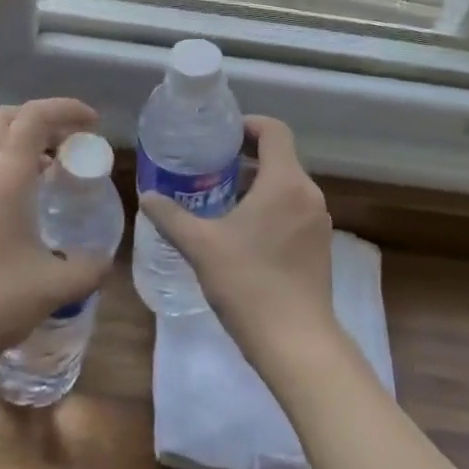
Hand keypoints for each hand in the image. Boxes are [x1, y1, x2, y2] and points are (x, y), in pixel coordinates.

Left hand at [0, 98, 109, 376]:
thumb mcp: (52, 289)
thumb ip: (87, 269)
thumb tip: (103, 261)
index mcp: (3, 177)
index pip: (34, 117)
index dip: (66, 109)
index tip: (92, 122)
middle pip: (5, 119)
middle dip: (40, 119)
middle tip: (68, 141)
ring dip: (18, 148)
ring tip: (47, 177)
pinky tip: (13, 214)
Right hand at [138, 116, 335, 367]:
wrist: (297, 343)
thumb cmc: (248, 283)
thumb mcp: (201, 247)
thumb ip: (172, 217)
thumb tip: (147, 196)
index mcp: (285, 181)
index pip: (274, 130)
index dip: (248, 125)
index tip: (221, 136)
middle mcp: (308, 193)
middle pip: (280, 157)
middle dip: (246, 158)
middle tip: (211, 169)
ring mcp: (319, 220)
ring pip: (287, 185)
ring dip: (258, 185)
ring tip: (222, 201)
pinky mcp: (321, 245)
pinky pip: (295, 209)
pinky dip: (272, 207)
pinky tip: (245, 233)